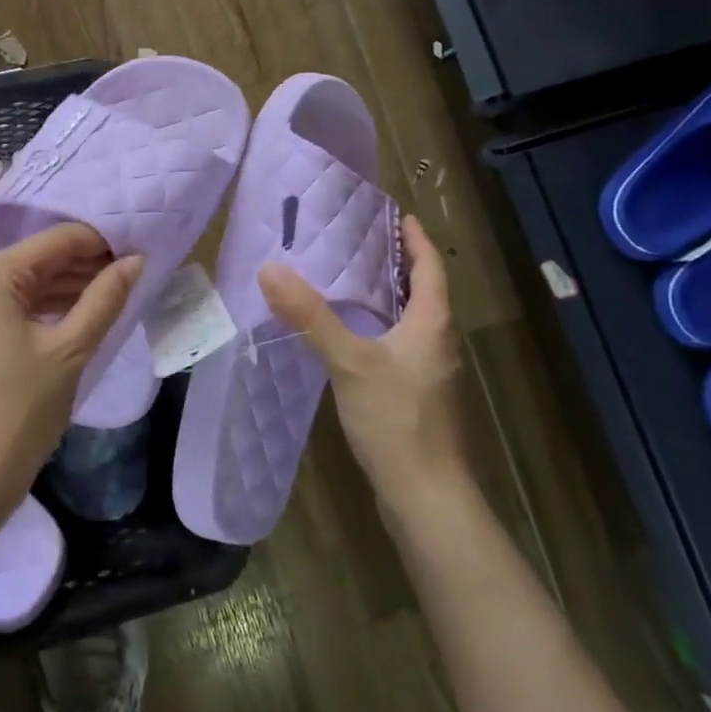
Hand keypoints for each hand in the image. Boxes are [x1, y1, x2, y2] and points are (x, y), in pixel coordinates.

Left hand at [0, 223, 143, 515]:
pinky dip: (45, 308)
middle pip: (39, 260)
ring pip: (26, 284)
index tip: (138, 253)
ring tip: (114, 294)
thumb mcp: (70, 351)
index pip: (55, 241)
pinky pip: (11, 306)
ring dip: (68, 287)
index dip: (100, 243)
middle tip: (131, 276)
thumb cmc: (19, 412)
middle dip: (85, 266)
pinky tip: (79, 315)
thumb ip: (105, 298)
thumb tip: (136, 260)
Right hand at [259, 215, 467, 499]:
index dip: (415, 239)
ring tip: (350, 279)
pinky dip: (382, 327)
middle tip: (360, 240)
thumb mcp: (349, 362)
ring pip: (414, 320)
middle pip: (424, 291)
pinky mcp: (419, 397)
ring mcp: (432, 373)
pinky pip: (403, 345)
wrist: (426, 497)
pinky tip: (352, 336)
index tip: (397, 214)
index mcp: (433, 324)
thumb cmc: (397, 420)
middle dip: (398, 263)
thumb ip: (310, 316)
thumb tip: (270, 269)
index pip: (430, 267)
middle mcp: (440, 343)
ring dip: (390, 296)